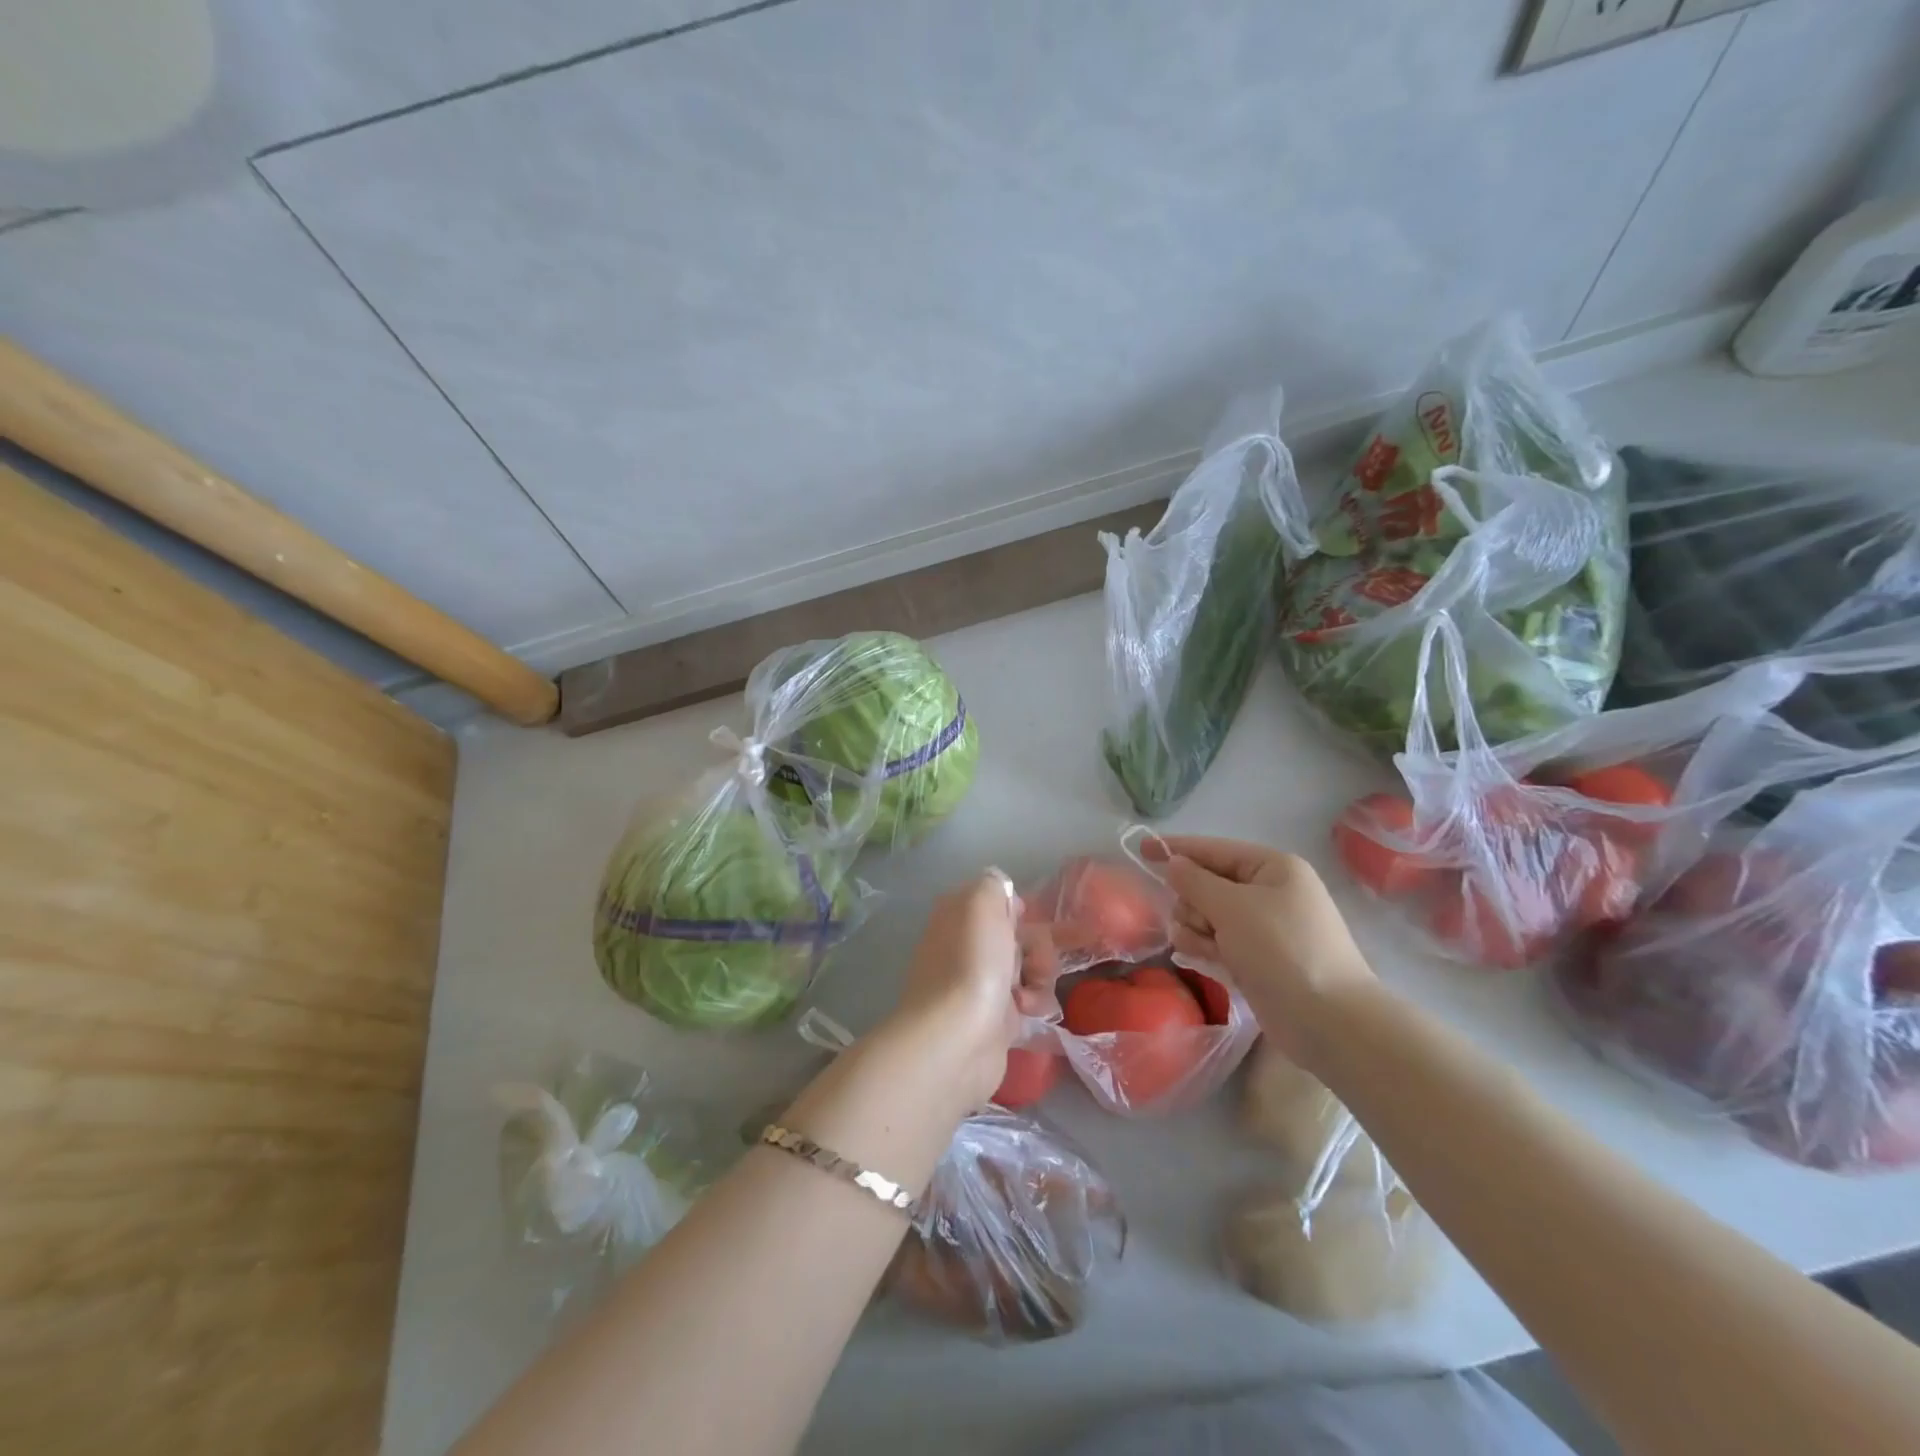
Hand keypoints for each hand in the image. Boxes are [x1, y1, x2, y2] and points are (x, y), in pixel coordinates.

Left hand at [880, 871, 1037, 1112]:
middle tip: (1036, 962)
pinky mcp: (994, 1018)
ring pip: (1028, 967)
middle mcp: (965, 945)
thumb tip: (1001, 891)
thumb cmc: (972, 963)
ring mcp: (979, 982)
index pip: (996, 899)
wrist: (957, 1038)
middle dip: (1038, 945)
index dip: (1017, 908)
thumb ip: (993, 884)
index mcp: (958, 914)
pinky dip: (1034, 1003)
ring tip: (1031, 993)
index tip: (1026, 919)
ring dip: (1041, 975)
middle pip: (1018, 934)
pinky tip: (1029, 1011)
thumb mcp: (982, 901)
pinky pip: (1028, 1000)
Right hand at [1142, 835, 1376, 1067]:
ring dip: (1196, 928)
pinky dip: (1206, 946)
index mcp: (1273, 868)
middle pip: (1208, 883)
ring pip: (1209, 915)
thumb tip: (1173, 863)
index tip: (1141, 848)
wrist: (1329, 1021)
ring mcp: (1265, 927)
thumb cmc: (1281, 950)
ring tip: (1204, 948)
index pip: (1214, 849)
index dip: (1177, 849)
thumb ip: (1195, 881)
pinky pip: (1218, 940)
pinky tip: (1198, 957)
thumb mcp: (1232, 907)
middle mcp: (1270, 892)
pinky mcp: (1258, 958)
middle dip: (1192, 901)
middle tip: (1198, 923)